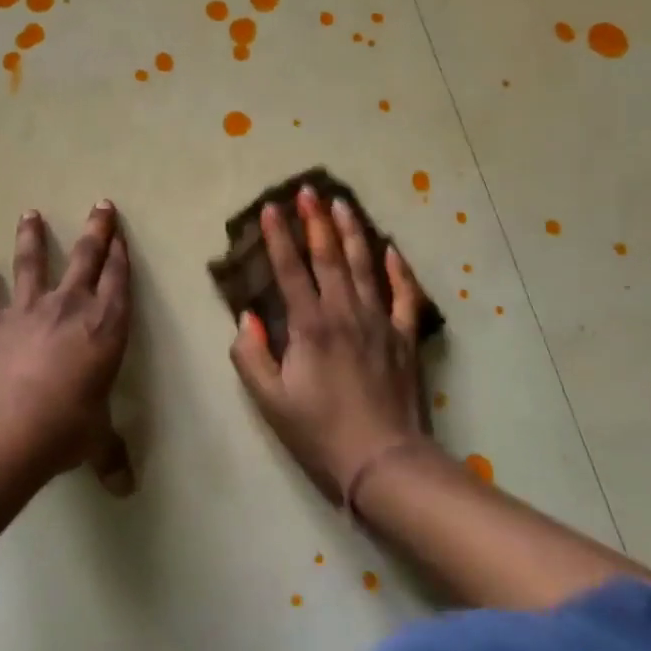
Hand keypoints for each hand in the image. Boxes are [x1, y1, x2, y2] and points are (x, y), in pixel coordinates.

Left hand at [0, 202, 135, 494]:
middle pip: (86, 258)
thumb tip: (124, 488)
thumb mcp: (95, 441)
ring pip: (32, 263)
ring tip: (29, 213)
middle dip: (96, 230)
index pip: (119, 282)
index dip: (121, 256)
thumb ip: (110, 456)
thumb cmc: (66, 427)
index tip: (121, 235)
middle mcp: (70, 308)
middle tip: (100, 204)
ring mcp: (28, 311)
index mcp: (105, 328)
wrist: (6, 427)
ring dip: (32, 237)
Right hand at [229, 184, 430, 504]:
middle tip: (308, 190)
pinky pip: (403, 296)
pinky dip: (398, 270)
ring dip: (352, 232)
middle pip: (329, 257)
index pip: (290, 270)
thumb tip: (246, 318)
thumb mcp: (270, 400)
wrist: (383, 460)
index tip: (268, 209)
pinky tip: (391, 249)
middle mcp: (344, 313)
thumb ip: (251, 355)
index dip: (277, 238)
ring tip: (343, 203)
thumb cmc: (320, 431)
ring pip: (365, 266)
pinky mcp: (404, 337)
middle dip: (315, 221)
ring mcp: (379, 322)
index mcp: (310, 326)